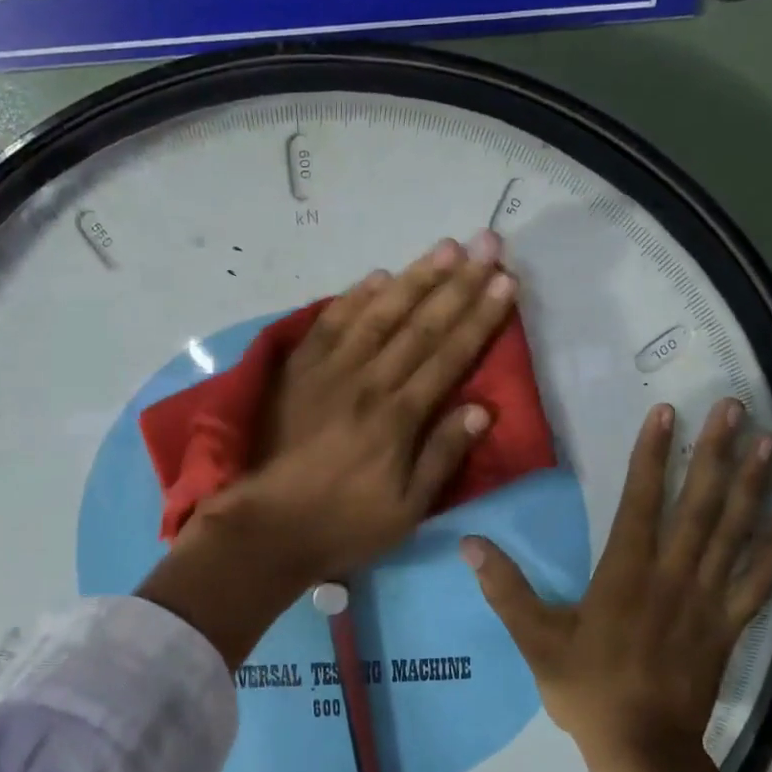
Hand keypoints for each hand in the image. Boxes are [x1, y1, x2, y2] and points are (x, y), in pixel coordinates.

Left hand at [140, 231, 517, 668]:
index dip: (480, 317)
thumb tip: (482, 409)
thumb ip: (441, 455)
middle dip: (459, 282)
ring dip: (414, 277)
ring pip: (379, 313)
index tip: (505, 282)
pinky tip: (377, 276)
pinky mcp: (297, 371)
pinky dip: (355, 297)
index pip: (449, 355)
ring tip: (445, 247)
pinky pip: (329, 323)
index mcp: (398, 416)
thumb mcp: (406, 509)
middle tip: (487, 243)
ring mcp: (329, 371)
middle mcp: (368, 382)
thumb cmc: (342, 524)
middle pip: (420, 323)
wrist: (266, 527)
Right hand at [462, 398, 771, 771]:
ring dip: (752, 484)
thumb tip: (469, 544)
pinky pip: (759, 579)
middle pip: (699, 504)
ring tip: (770, 442)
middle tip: (735, 407)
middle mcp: (672, 576)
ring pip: (734, 532)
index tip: (667, 412)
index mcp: (625, 574)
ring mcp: (707, 600)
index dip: (653, 455)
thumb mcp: (536, 641)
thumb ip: (505, 590)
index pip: (641, 500)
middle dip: (715, 452)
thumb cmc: (587, 691)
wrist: (644, 752)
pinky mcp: (729, 625)